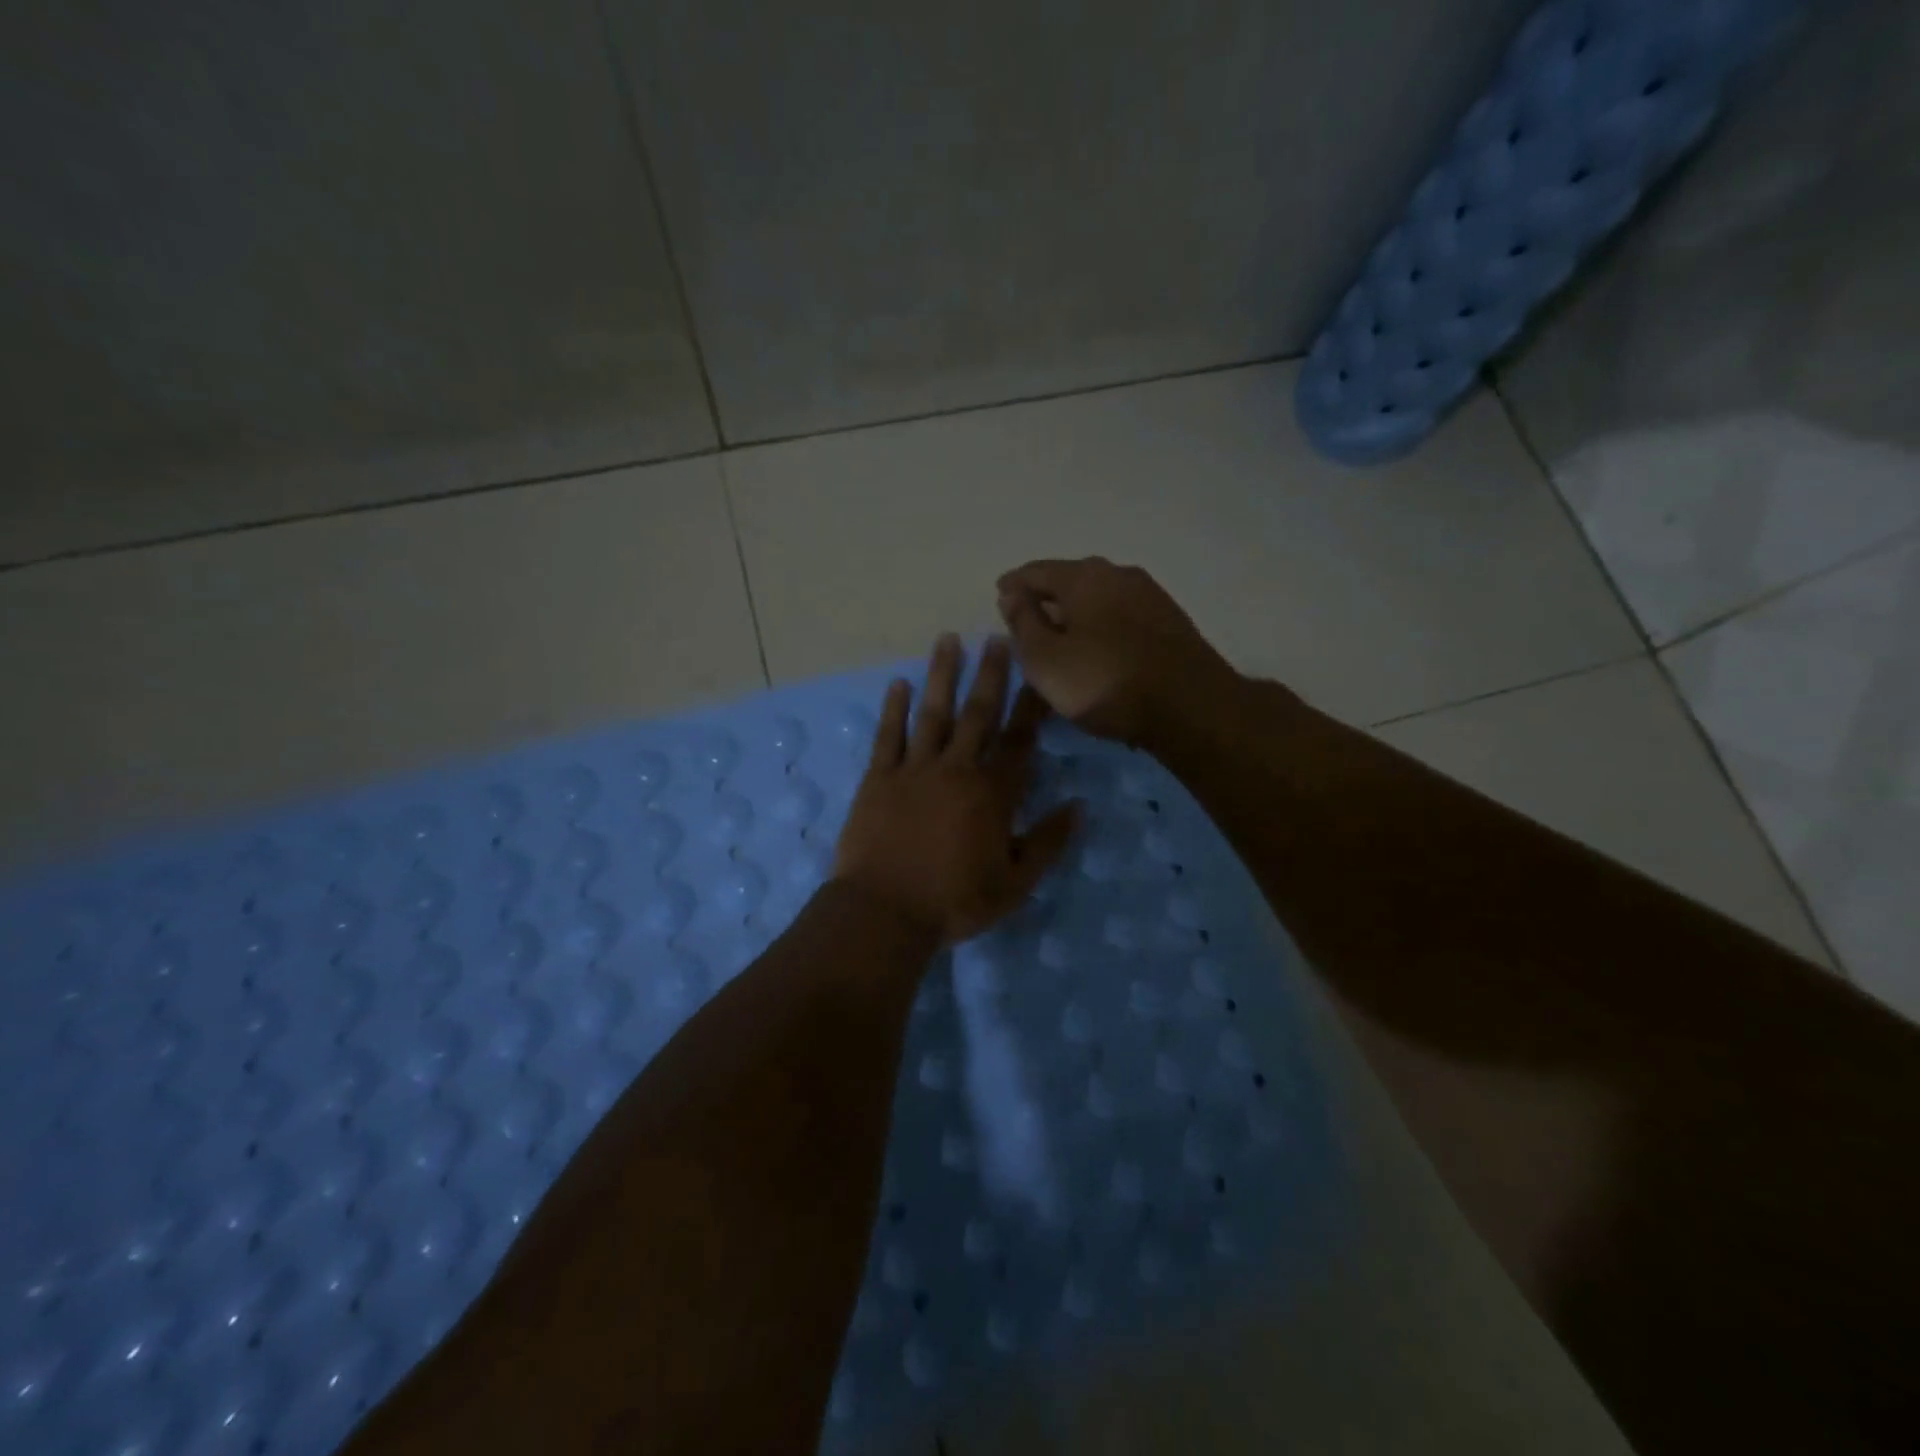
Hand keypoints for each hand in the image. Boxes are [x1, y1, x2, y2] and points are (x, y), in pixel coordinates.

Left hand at [833, 634, 1081, 944]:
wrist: (884, 912)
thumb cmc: (954, 902)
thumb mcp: (1015, 884)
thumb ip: (1048, 842)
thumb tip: (1080, 807)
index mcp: (993, 793)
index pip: (1020, 741)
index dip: (1031, 707)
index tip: (1039, 674)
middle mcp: (957, 769)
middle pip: (978, 714)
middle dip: (991, 674)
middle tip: (997, 637)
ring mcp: (914, 769)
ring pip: (933, 713)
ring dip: (942, 675)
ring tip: (948, 640)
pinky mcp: (879, 778)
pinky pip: (888, 735)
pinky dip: (894, 708)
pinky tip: (899, 683)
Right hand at [996, 557, 1240, 745]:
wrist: (1191, 707)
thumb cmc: (1106, 682)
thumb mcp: (1046, 660)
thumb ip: (1023, 623)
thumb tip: (1011, 593)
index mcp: (1084, 577)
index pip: (1036, 571)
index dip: (1013, 584)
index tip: (999, 595)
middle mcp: (1119, 574)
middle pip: (1071, 579)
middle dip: (1046, 596)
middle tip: (1027, 617)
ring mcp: (1150, 595)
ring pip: (1099, 597)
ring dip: (1076, 612)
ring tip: (1061, 635)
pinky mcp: (1170, 621)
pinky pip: (1121, 615)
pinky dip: (1101, 625)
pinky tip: (1097, 646)